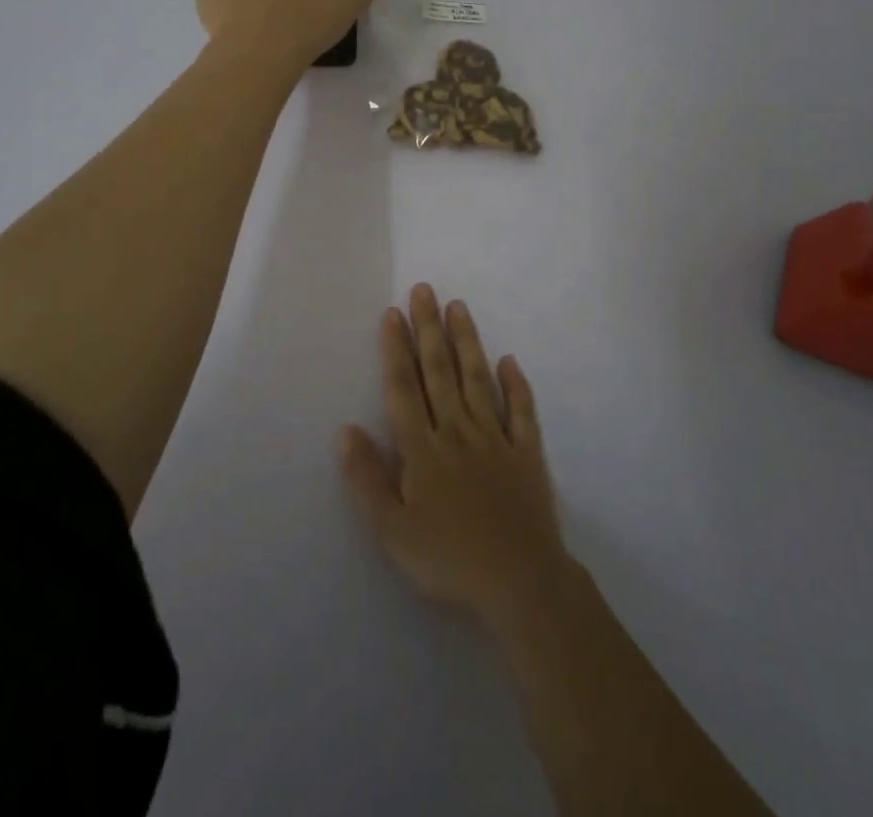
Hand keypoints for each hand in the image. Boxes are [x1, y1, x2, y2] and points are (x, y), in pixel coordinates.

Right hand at [341, 285, 573, 628]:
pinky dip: (516, 385)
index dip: (396, 349)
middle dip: (428, 329)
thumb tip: (345, 429)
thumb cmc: (448, 559)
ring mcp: (496, 439)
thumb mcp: (392, 530)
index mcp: (423, 449)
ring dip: (466, 341)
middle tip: (424, 289)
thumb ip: (367, 478)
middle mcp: (458, 431)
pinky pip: (522, 413)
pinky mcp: (527, 454)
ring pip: (477, 380)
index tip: (393, 312)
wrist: (520, 583)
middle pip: (439, 372)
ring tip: (458, 306)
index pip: (404, 388)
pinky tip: (509, 360)